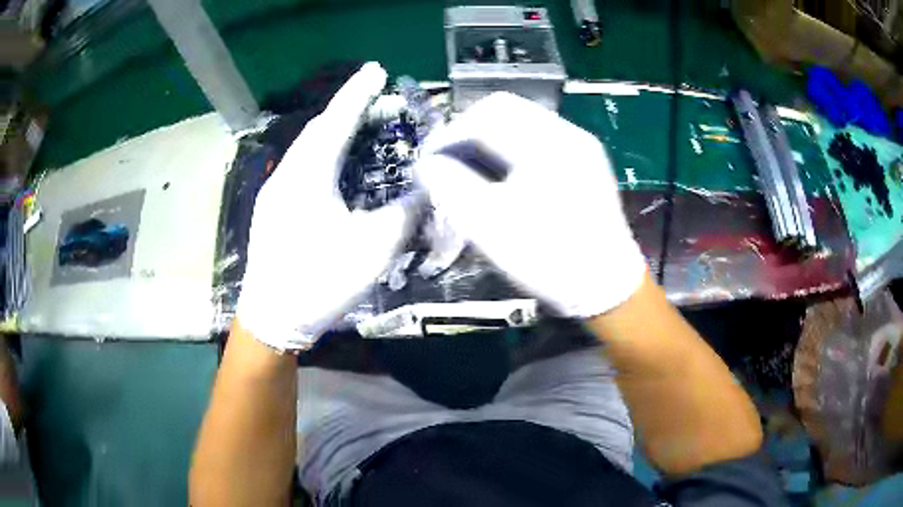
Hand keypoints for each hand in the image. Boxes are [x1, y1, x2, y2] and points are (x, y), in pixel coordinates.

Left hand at [237, 62, 411, 350]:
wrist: (271, 319)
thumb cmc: (319, 282)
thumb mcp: (373, 250)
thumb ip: (405, 214)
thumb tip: (428, 191)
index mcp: (308, 175)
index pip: (337, 120)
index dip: (358, 92)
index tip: (377, 70)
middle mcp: (287, 174)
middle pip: (319, 129)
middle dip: (350, 111)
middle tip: (382, 105)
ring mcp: (275, 191)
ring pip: (307, 148)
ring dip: (336, 133)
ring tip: (364, 130)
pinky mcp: (272, 208)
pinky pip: (301, 167)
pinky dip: (324, 155)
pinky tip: (338, 168)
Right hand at [415, 92, 645, 317]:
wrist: (606, 288)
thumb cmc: (548, 258)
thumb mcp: (488, 225)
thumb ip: (449, 185)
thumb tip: (426, 164)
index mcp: (547, 142)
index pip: (485, 115)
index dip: (449, 134)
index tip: (429, 161)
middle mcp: (567, 132)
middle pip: (505, 110)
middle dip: (468, 131)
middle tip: (448, 162)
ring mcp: (580, 146)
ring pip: (522, 122)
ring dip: (489, 138)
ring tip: (470, 169)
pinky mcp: (585, 162)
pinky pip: (539, 139)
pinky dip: (512, 149)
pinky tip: (502, 176)